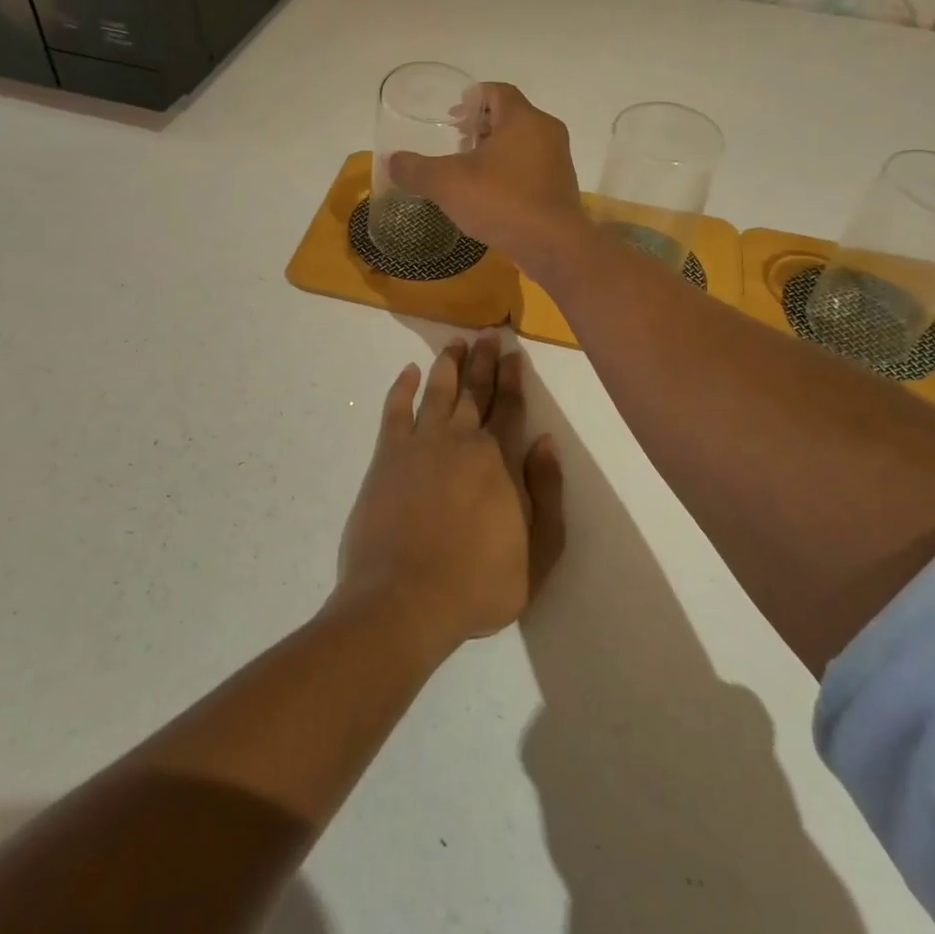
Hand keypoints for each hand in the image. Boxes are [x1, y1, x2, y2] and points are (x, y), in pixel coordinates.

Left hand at [337, 335, 564, 653]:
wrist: (405, 600)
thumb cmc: (478, 583)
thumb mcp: (538, 552)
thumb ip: (546, 493)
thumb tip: (547, 441)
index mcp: (499, 460)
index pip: (510, 407)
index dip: (513, 378)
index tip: (514, 353)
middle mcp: (461, 440)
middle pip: (475, 391)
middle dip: (484, 360)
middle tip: (487, 333)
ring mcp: (420, 444)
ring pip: (438, 391)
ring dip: (448, 364)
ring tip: (455, 342)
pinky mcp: (387, 456)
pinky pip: (395, 410)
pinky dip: (402, 388)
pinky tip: (408, 371)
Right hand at [388, 83, 584, 274]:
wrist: (553, 246)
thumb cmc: (501, 202)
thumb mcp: (447, 183)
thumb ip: (416, 169)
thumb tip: (392, 161)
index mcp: (523, 119)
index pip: (497, 91)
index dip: (471, 98)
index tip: (451, 116)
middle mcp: (546, 132)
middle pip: (510, 116)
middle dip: (481, 126)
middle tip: (455, 142)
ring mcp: (558, 160)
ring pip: (522, 142)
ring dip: (495, 150)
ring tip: (469, 169)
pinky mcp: (560, 186)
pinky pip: (531, 166)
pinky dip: (510, 170)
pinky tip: (490, 193)